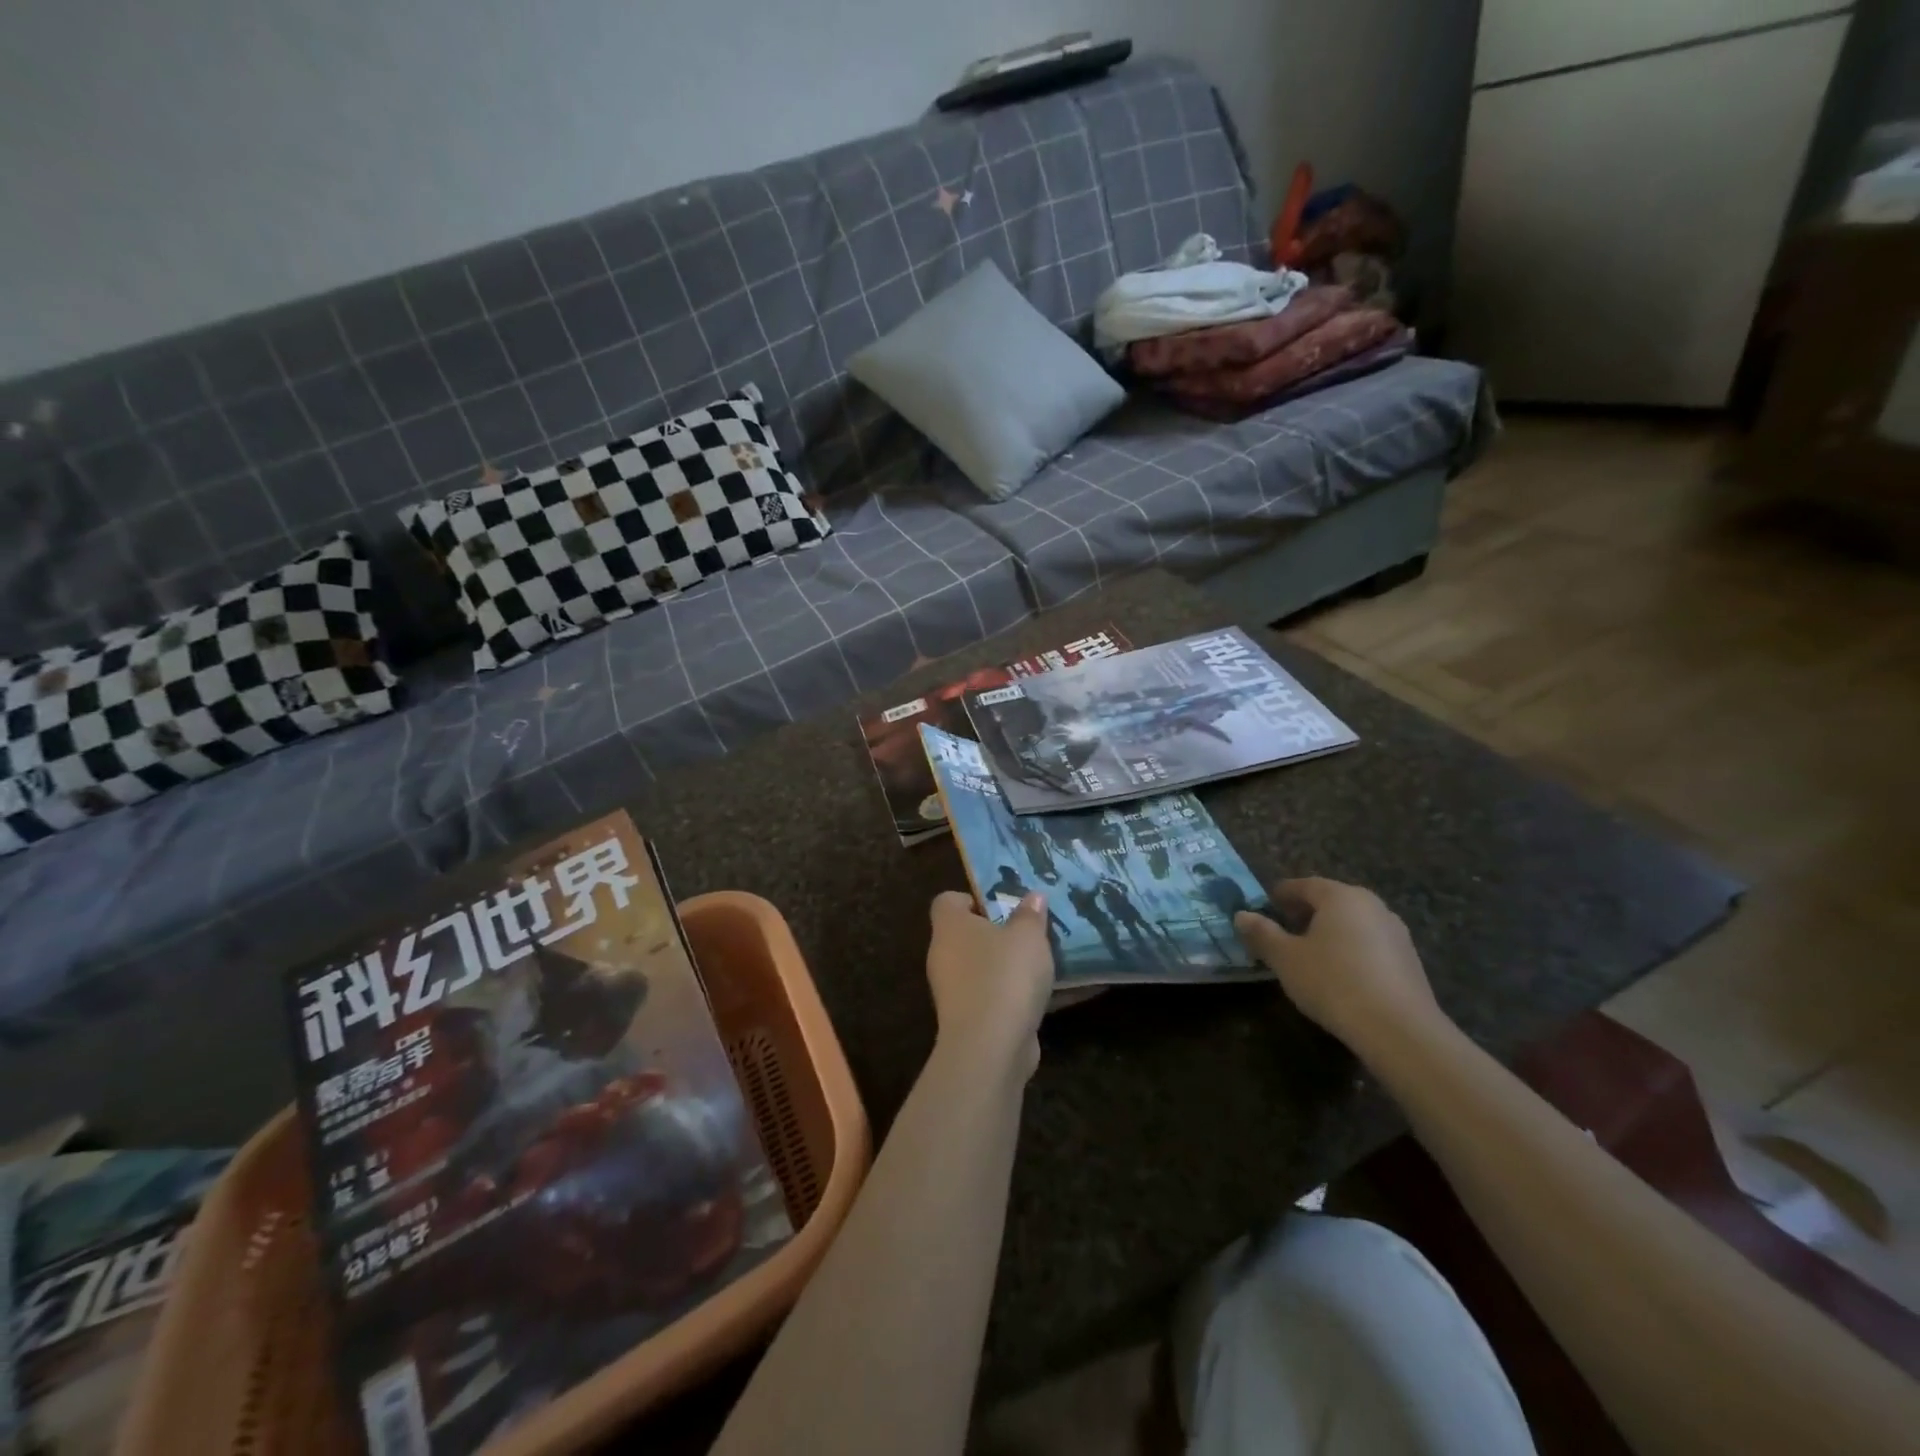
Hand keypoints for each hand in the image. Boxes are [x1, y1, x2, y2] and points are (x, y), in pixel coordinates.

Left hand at [926, 891, 1054, 1077]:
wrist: (989, 1046)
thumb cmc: (1005, 975)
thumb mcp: (1028, 936)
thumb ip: (1030, 914)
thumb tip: (1032, 896)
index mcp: (950, 926)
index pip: (947, 900)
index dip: (973, 899)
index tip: (1003, 907)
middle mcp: (942, 955)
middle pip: (965, 935)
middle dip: (996, 934)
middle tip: (1028, 934)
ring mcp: (950, 991)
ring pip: (977, 968)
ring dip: (1003, 967)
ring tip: (1038, 965)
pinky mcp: (964, 1020)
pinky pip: (987, 997)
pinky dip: (1007, 996)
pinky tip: (1037, 998)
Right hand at [1234, 878, 1442, 1052]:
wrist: (1399, 1030)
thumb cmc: (1333, 982)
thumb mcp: (1285, 959)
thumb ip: (1262, 934)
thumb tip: (1241, 915)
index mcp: (1341, 897)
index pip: (1305, 884)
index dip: (1282, 893)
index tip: (1267, 904)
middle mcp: (1372, 906)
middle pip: (1332, 901)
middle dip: (1307, 912)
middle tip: (1285, 928)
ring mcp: (1396, 933)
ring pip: (1354, 924)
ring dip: (1331, 932)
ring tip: (1311, 954)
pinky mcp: (1410, 962)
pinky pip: (1371, 946)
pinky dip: (1352, 951)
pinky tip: (1341, 975)